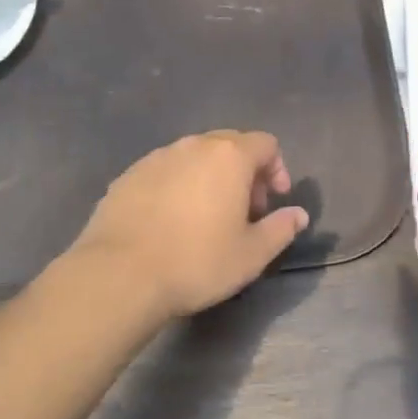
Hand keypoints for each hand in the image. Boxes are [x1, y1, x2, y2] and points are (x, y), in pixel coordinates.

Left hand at [72, 130, 308, 318]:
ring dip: (210, 176)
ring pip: (196, 155)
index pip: (266, 144)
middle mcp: (195, 145)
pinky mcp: (130, 173)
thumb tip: (299, 214)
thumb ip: (281, 229)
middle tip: (244, 210)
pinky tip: (170, 220)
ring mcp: (159, 156)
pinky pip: (166, 170)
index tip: (273, 203)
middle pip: (231, 144)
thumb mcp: (251, 255)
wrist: (119, 274)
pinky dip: (178, 185)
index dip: (276, 169)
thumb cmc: (196, 262)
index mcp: (230, 156)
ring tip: (206, 216)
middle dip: (245, 171)